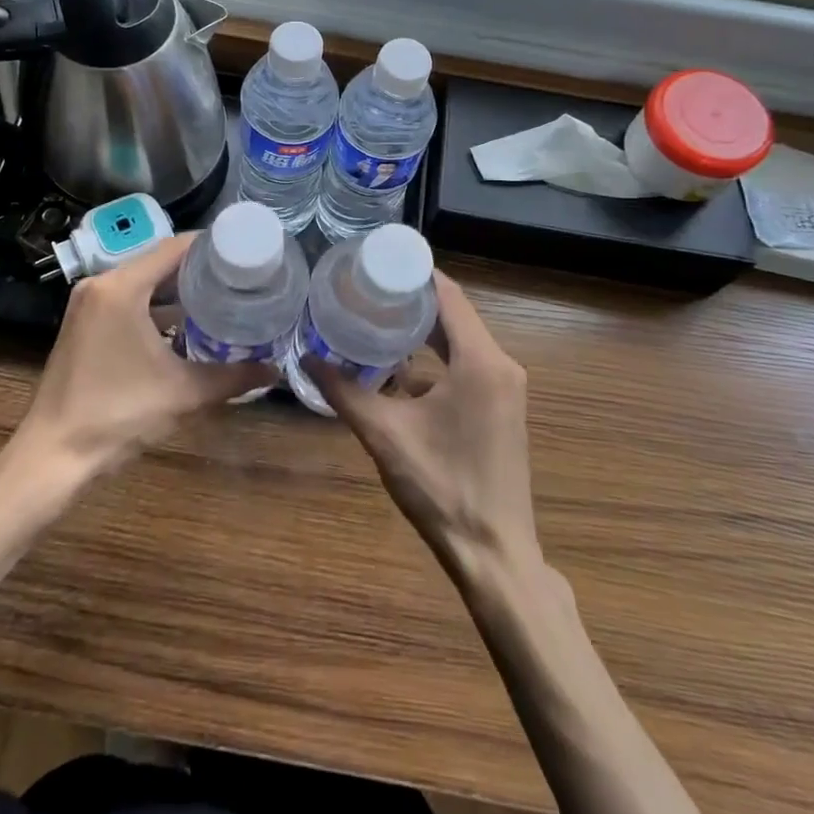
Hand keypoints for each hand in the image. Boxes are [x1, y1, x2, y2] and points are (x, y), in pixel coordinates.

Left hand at [17, 233, 276, 478]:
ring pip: (143, 282)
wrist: (55, 454)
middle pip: (159, 261)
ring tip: (221, 296)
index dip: (212, 246)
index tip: (246, 253)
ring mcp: (88, 304)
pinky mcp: (84, 324)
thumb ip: (233, 378)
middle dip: (199, 268)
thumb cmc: (119, 414)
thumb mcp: (184, 393)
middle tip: (240, 277)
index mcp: (121, 288)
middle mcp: (101, 285)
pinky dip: (156, 306)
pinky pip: (128, 300)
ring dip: (178, 289)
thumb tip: (274, 372)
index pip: (174, 248)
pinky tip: (186, 324)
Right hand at [305, 272, 537, 574]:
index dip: (414, 273)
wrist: (493, 553)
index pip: (448, 295)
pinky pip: (468, 365)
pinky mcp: (502, 408)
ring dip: (423, 331)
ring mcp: (506, 388)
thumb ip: (344, 392)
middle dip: (411, 300)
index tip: (376, 260)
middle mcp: (500, 365)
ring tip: (375, 319)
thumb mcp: (385, 435)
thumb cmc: (441, 487)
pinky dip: (435, 359)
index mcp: (480, 361)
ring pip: (461, 341)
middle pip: (454, 315)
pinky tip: (397, 370)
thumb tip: (307, 357)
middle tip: (366, 288)